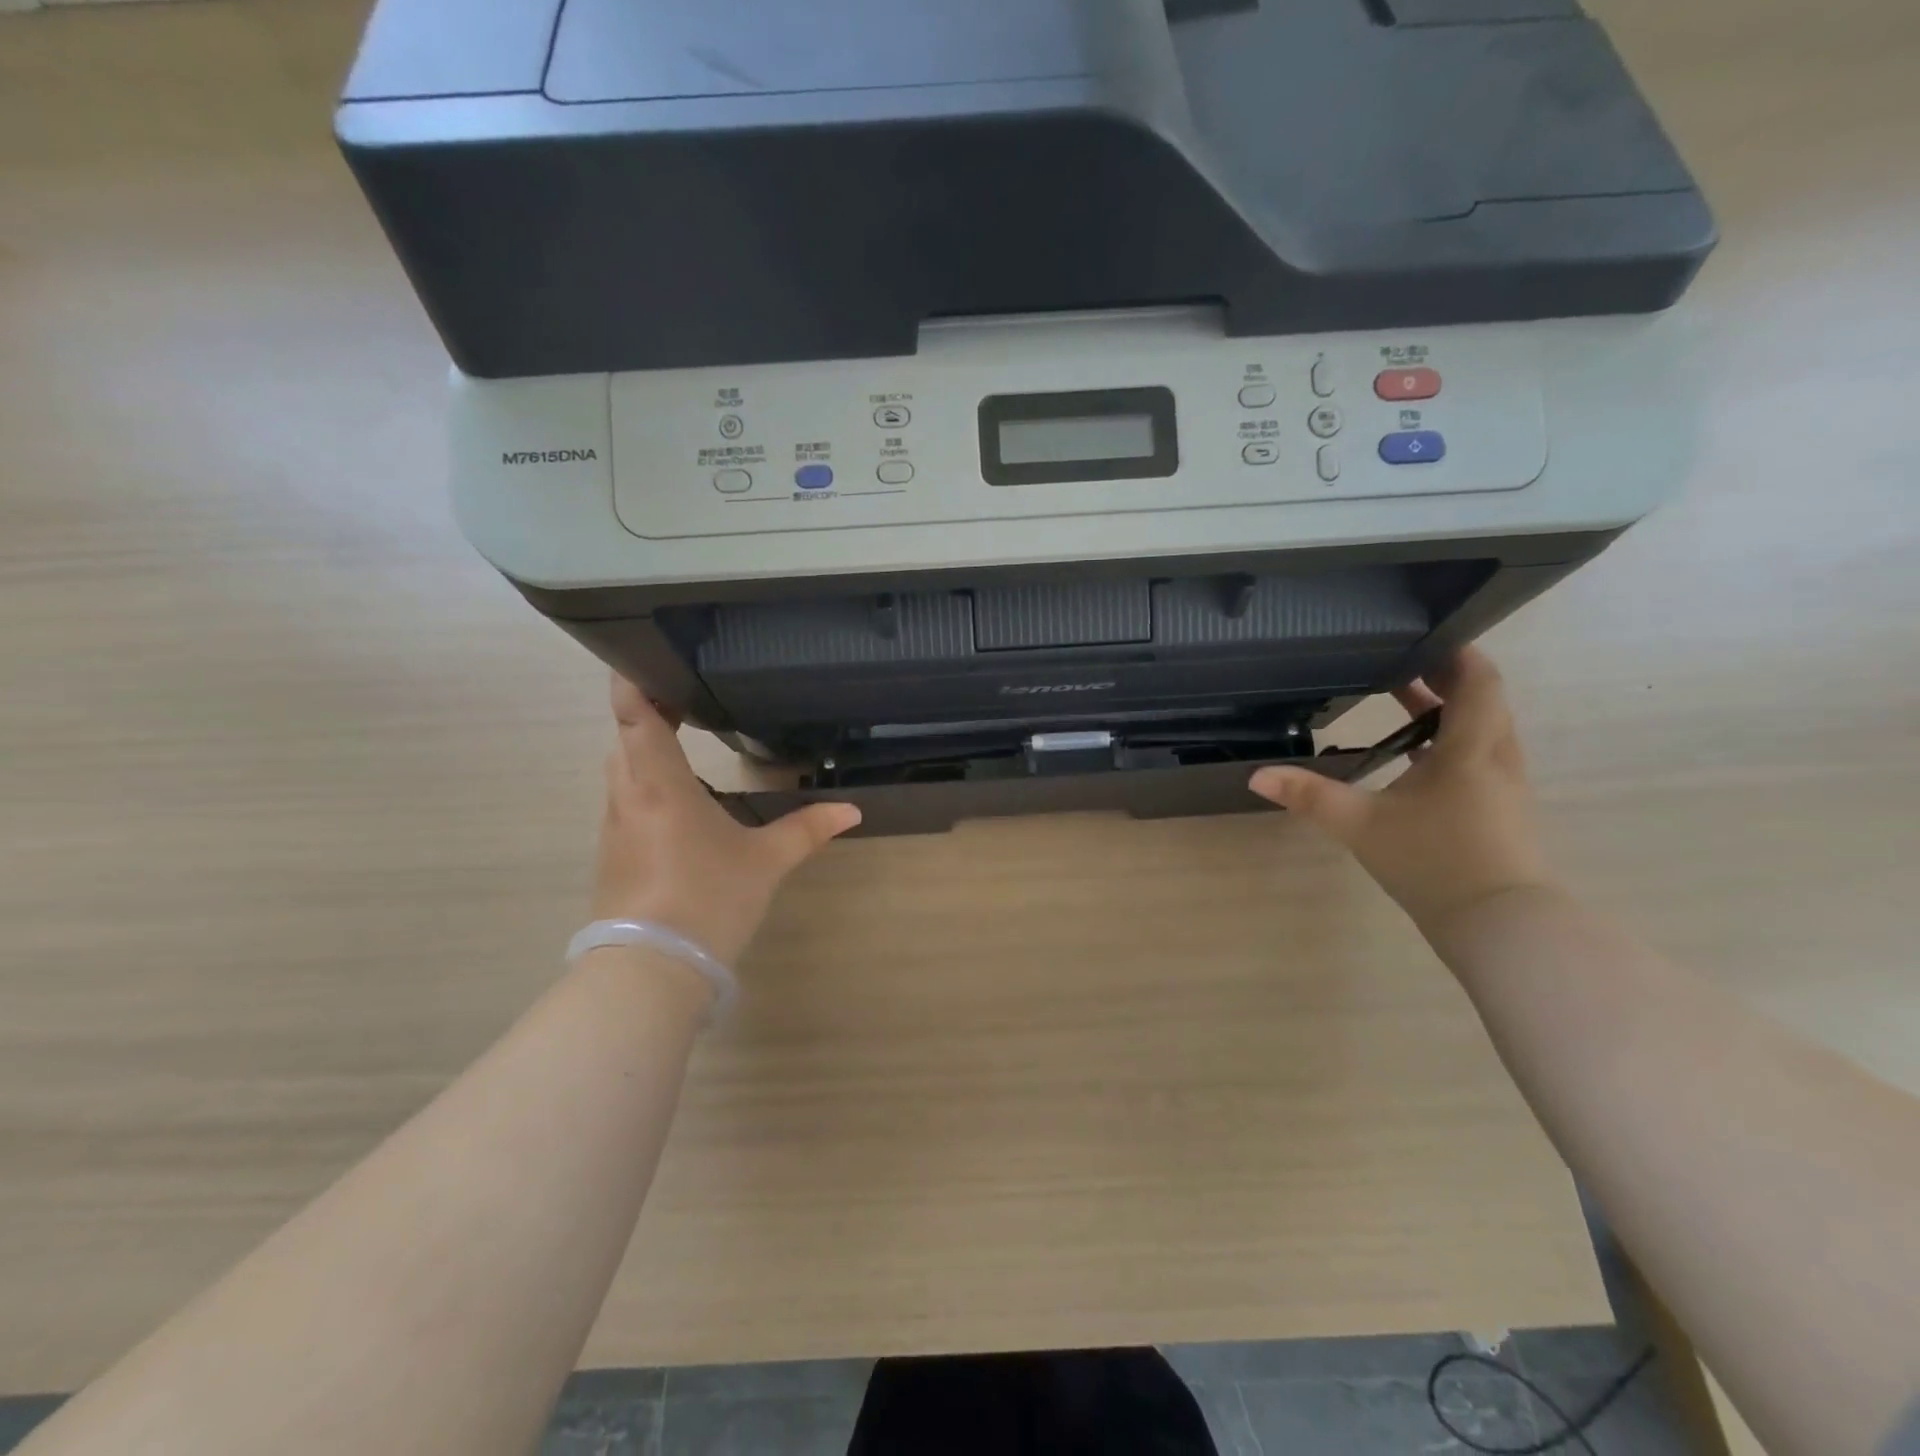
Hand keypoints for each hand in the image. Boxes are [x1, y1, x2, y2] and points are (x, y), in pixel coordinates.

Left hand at [593, 676, 861, 964]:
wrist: (651, 970)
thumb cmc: (707, 898)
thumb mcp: (765, 862)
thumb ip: (807, 830)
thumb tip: (852, 810)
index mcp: (659, 784)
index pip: (633, 715)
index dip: (633, 680)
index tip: (650, 659)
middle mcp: (628, 797)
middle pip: (625, 739)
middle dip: (647, 714)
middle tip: (684, 699)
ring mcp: (615, 828)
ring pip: (623, 772)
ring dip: (645, 752)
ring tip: (683, 742)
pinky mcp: (614, 856)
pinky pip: (626, 804)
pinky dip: (646, 787)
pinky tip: (679, 803)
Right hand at [1250, 647, 1553, 934]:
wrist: (1499, 925)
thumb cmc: (1435, 861)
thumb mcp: (1361, 825)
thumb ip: (1310, 796)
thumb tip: (1256, 775)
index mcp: (1470, 748)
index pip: (1479, 681)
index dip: (1455, 654)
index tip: (1421, 638)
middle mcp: (1496, 758)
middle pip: (1482, 701)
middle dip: (1444, 679)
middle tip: (1399, 667)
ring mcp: (1503, 786)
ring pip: (1483, 730)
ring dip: (1449, 712)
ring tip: (1404, 704)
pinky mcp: (1500, 811)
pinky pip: (1479, 758)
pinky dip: (1451, 743)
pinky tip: (1415, 761)